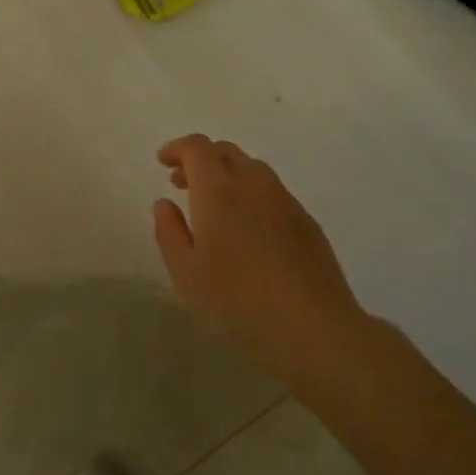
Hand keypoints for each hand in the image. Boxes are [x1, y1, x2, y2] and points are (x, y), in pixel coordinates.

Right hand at [152, 135, 365, 367]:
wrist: (311, 326)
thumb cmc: (236, 300)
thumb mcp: (186, 273)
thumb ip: (170, 232)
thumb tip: (165, 203)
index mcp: (218, 191)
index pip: (197, 148)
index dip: (177, 148)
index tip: (163, 162)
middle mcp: (253, 184)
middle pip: (226, 151)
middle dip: (200, 159)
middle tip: (182, 182)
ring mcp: (285, 200)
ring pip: (252, 169)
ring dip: (227, 174)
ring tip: (213, 206)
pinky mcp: (306, 221)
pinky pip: (272, 191)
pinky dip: (250, 193)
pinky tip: (247, 228)